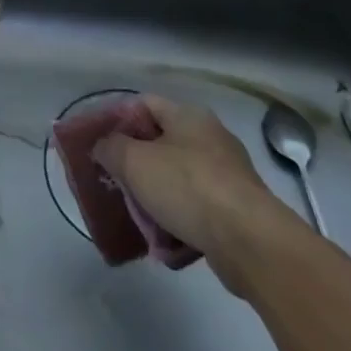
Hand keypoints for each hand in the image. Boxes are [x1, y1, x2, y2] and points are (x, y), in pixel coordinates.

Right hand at [92, 94, 294, 294]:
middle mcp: (210, 138)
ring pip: (177, 181)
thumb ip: (110, 148)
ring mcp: (227, 176)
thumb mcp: (134, 161)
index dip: (118, 119)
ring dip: (156, 201)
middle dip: (135, 167)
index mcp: (188, 116)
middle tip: (115, 184)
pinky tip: (165, 245)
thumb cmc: (188, 187)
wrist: (250, 242)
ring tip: (138, 221)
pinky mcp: (237, 212)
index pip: (144, 104)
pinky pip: (197, 212)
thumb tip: (104, 147)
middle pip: (160, 145)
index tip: (99, 143)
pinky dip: (179, 225)